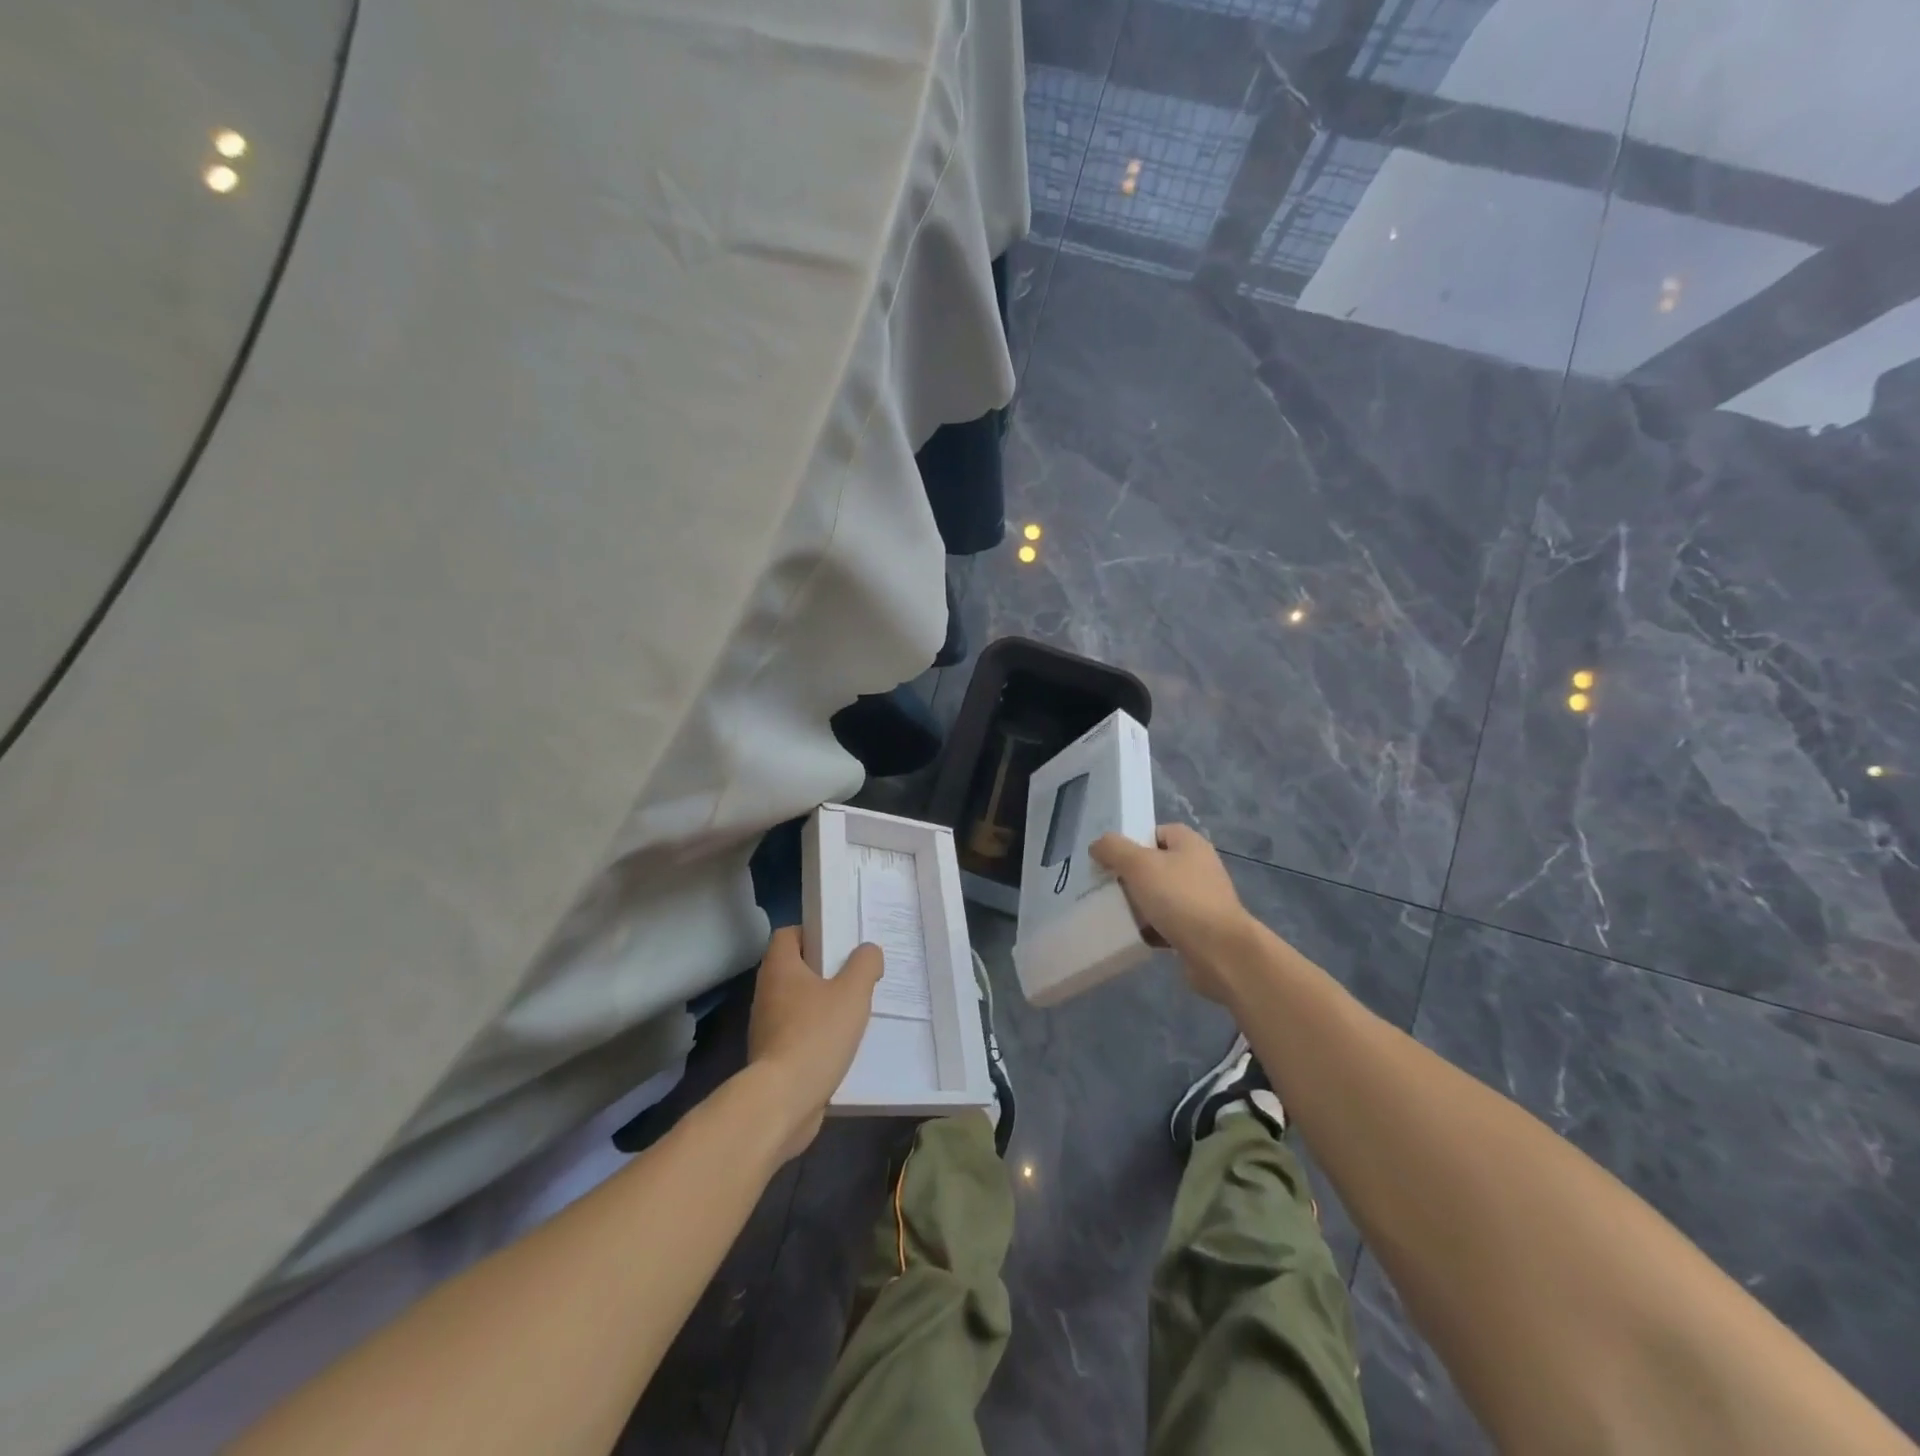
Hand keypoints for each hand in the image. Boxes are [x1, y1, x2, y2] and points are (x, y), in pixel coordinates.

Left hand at [746, 928, 883, 1161]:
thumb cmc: (816, 1035)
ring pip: (797, 1002)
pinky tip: (841, 1044)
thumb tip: (868, 952)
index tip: (839, 942)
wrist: (783, 1101)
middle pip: (795, 968)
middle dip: (824, 970)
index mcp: (779, 968)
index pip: (788, 934)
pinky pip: (797, 1033)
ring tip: (853, 1010)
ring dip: (821, 1004)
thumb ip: (865, 964)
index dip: (813, 932)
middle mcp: (766, 992)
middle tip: (855, 975)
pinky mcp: (771, 1057)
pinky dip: (816, 1034)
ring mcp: (766, 1027)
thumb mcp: (853, 992)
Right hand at [1090, 824, 1254, 1003]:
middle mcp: (1199, 867)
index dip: (1132, 842)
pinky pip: (1168, 922)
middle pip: (1155, 865)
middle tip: (1108, 888)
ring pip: (1160, 896)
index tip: (1111, 859)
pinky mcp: (1200, 929)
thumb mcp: (1138, 864)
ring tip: (1117, 913)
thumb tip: (1097, 845)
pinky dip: (1152, 928)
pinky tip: (1136, 936)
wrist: (1219, 952)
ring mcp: (1201, 899)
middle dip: (1131, 877)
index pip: (1156, 832)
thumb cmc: (1179, 898)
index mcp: (1190, 843)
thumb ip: (1113, 849)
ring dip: (1139, 905)